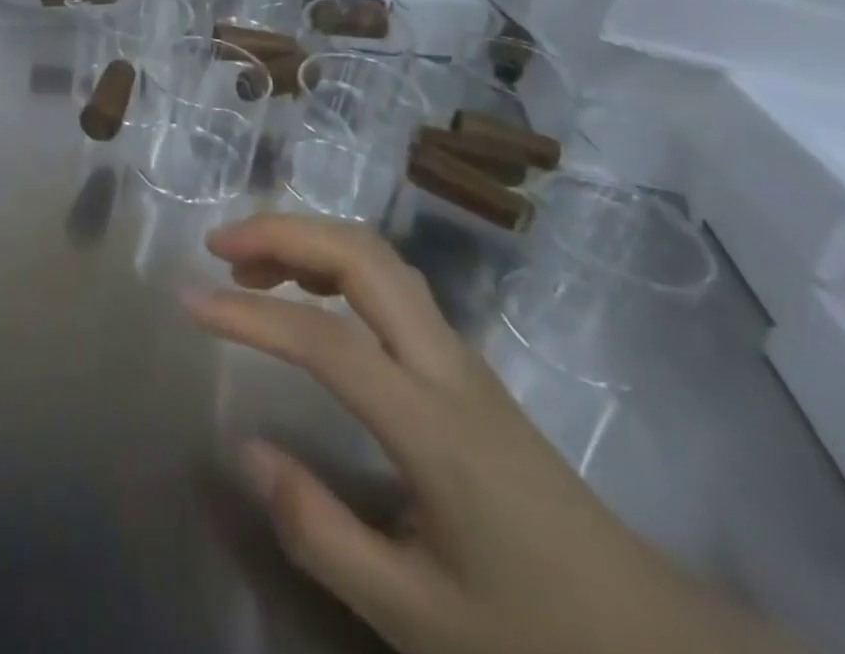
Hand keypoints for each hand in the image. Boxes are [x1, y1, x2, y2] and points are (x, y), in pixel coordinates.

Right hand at [183, 216, 800, 653]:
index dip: (249, 315)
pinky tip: (308, 292)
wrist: (657, 646)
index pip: (324, 341)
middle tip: (218, 245)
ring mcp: (460, 355)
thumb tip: (248, 448)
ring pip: (380, 257)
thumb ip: (322, 532)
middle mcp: (446, 366)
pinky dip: (336, 261)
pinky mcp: (463, 363)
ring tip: (250, 262)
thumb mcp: (419, 619)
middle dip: (283, 232)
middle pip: (362, 256)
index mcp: (433, 427)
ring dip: (310, 239)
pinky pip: (391, 282)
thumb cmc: (536, 635)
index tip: (188, 302)